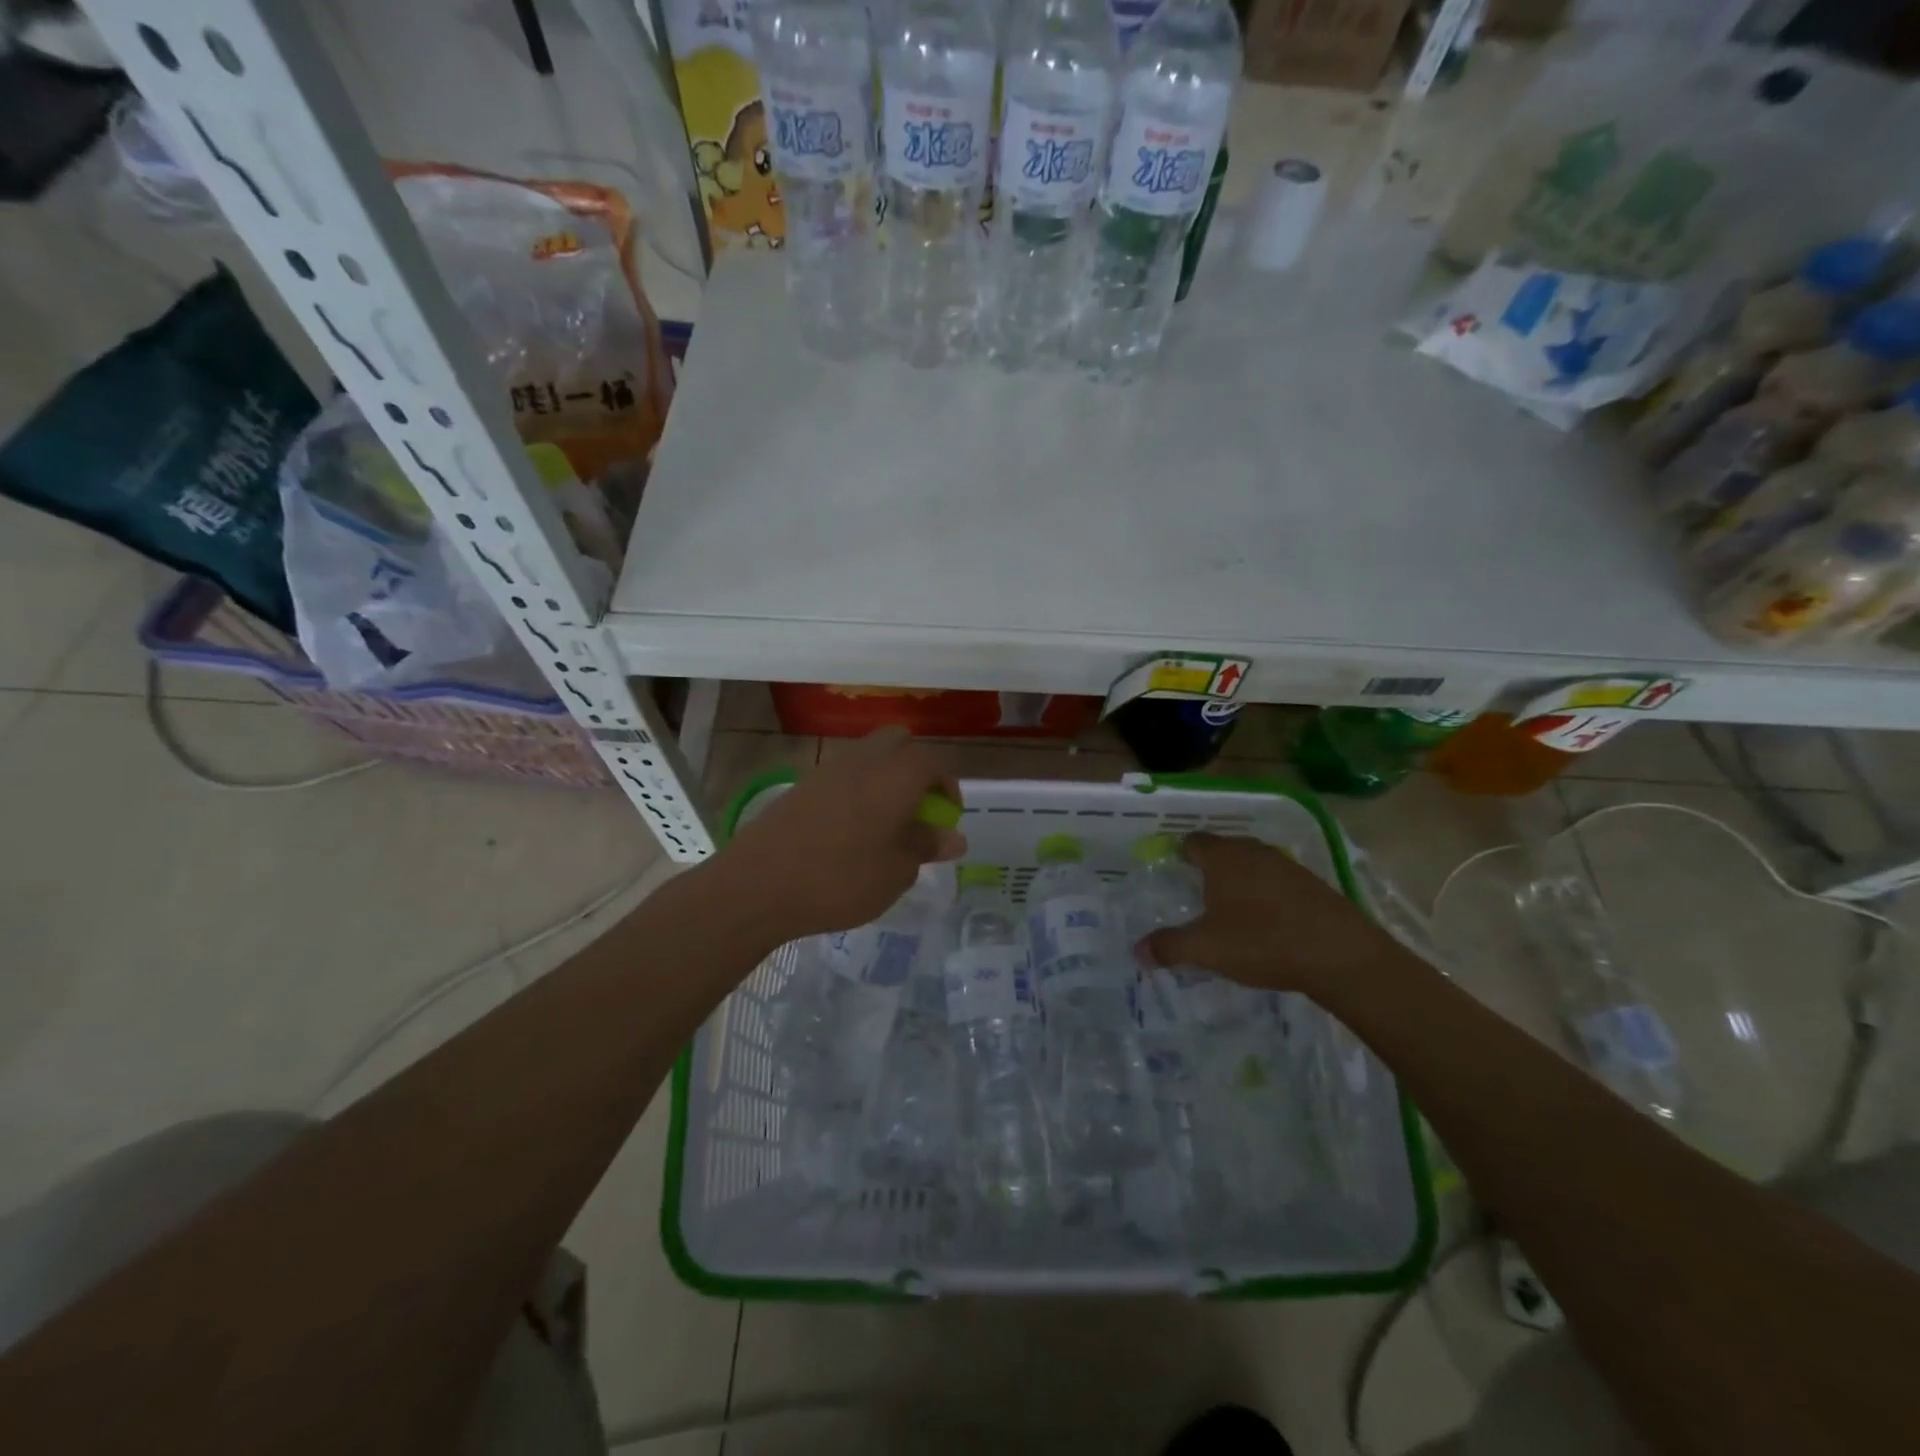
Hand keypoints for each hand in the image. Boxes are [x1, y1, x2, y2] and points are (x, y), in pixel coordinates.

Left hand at [714, 727, 965, 942]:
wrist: (758, 884)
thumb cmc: (841, 879)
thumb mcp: (896, 871)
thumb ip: (925, 846)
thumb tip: (952, 836)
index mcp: (896, 775)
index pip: (933, 763)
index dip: (947, 787)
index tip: (947, 818)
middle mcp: (865, 760)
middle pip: (899, 743)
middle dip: (916, 769)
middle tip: (918, 809)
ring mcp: (829, 770)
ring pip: (869, 756)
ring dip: (885, 778)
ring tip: (886, 823)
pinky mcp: (802, 785)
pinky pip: (843, 775)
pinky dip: (858, 791)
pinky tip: (851, 831)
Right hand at [1140, 833, 1394, 992]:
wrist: (1341, 955)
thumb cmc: (1262, 941)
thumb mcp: (1206, 949)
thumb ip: (1169, 947)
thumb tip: (1137, 951)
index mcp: (1223, 857)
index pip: (1192, 841)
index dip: (1179, 853)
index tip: (1171, 871)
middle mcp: (1253, 851)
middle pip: (1223, 849)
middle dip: (1208, 866)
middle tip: (1195, 892)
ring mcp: (1287, 865)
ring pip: (1252, 864)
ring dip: (1240, 880)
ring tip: (1229, 908)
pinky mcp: (1312, 884)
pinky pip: (1277, 881)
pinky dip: (1266, 894)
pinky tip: (1266, 921)